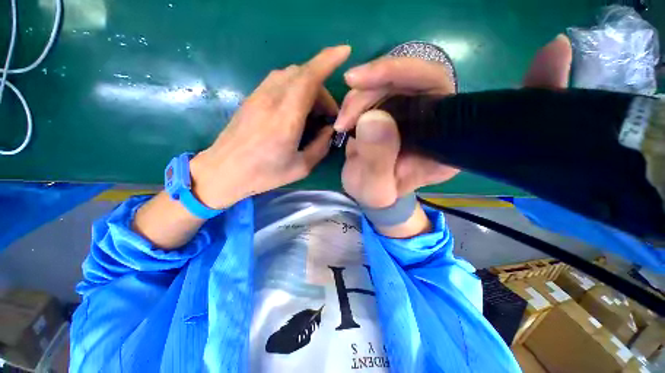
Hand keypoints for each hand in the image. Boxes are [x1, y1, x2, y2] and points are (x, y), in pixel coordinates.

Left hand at [191, 46, 350, 208]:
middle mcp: (271, 99)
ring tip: (313, 113)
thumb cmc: (264, 174)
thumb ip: (320, 147)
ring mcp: (259, 95)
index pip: (308, 78)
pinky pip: (279, 81)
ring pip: (290, 75)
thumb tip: (328, 131)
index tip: (344, 51)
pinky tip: (297, 110)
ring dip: (308, 88)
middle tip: (327, 116)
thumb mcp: (301, 167)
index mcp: (286, 118)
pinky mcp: (252, 97)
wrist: (224, 171)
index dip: (328, 60)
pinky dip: (295, 88)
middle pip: (303, 75)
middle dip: (322, 90)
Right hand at [339, 35, 571, 208]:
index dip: (527, 86)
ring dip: (363, 93)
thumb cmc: (378, 194)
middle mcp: (440, 121)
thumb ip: (376, 161)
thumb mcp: (375, 188)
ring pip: (395, 79)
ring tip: (343, 122)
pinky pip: (380, 87)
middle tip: (351, 91)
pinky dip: (359, 95)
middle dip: (382, 79)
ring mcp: (417, 110)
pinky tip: (345, 116)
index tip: (555, 51)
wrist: (370, 190)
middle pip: (424, 77)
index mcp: (447, 146)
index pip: (480, 108)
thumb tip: (374, 118)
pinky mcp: (396, 106)